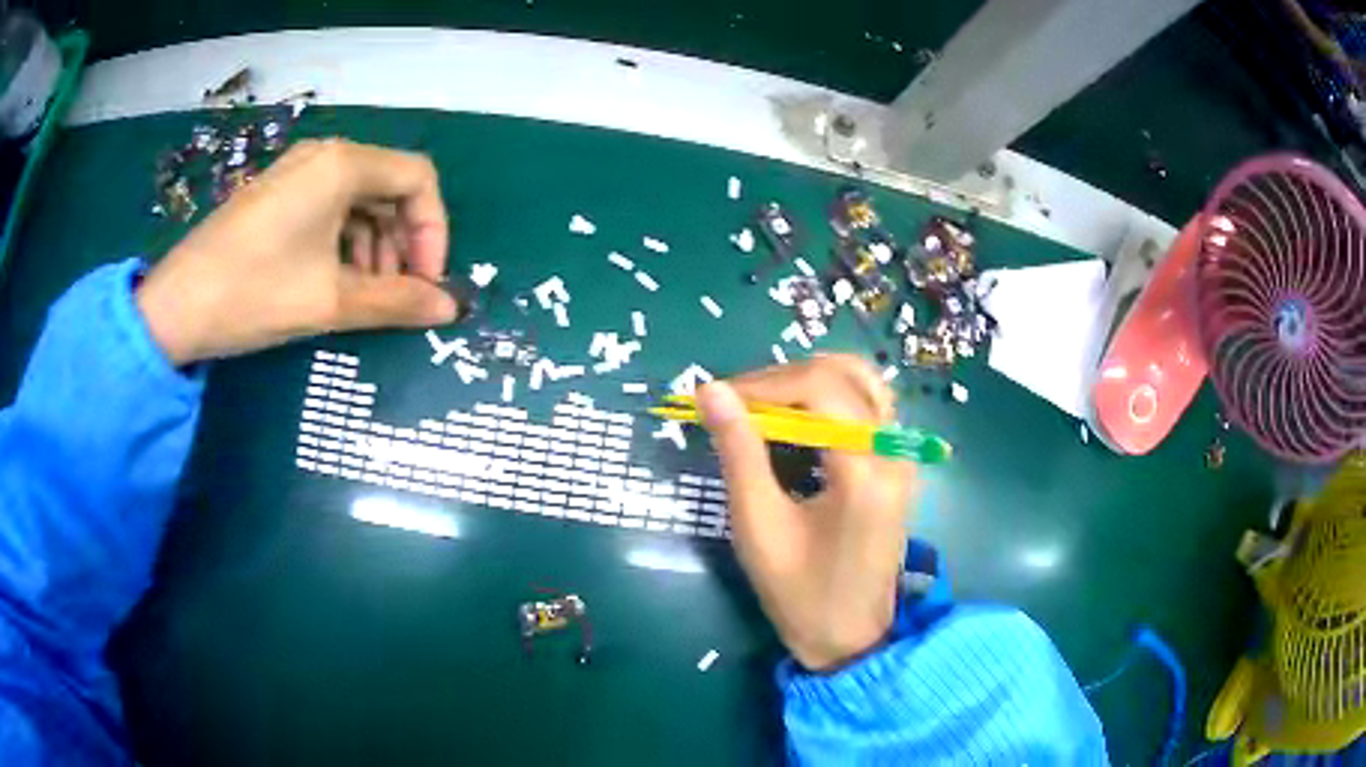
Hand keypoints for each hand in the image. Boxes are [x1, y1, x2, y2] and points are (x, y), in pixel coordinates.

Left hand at [137, 139, 458, 364]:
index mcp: (343, 165)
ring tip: (367, 296)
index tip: (426, 283)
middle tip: (399, 295)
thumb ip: (396, 302)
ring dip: (376, 246)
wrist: (174, 308)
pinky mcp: (277, 195)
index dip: (434, 231)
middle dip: (404, 242)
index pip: (418, 179)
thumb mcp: (330, 301)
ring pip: (360, 199)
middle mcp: (324, 156)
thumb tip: (450, 310)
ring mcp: (297, 173)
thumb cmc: (254, 293)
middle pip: (390, 187)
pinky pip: (329, 208)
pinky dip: (345, 242)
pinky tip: (336, 281)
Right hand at [696, 355, 915, 670]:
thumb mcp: (759, 526)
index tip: (716, 399)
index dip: (764, 384)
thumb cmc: (800, 594)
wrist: (852, 636)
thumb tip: (709, 391)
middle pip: (843, 375)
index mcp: (865, 471)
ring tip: (763, 407)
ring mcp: (901, 455)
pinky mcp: (897, 463)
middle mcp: (894, 451)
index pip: (820, 389)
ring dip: (808, 382)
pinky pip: (867, 406)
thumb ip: (738, 452)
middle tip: (736, 404)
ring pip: (861, 382)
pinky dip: (828, 398)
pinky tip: (795, 422)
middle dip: (782, 380)